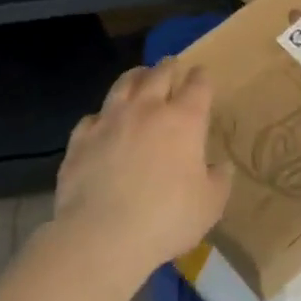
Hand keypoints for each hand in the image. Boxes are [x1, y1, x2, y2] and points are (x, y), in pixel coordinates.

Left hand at [51, 60, 230, 284]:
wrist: (102, 236)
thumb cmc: (167, 218)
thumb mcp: (211, 204)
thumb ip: (219, 179)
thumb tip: (220, 166)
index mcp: (185, 120)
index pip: (198, 85)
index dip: (201, 77)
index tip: (202, 75)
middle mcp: (147, 110)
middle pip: (159, 74)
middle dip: (168, 67)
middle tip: (172, 64)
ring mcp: (110, 121)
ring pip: (123, 85)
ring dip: (135, 77)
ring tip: (139, 76)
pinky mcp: (80, 140)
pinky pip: (92, 117)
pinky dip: (102, 115)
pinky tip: (102, 122)